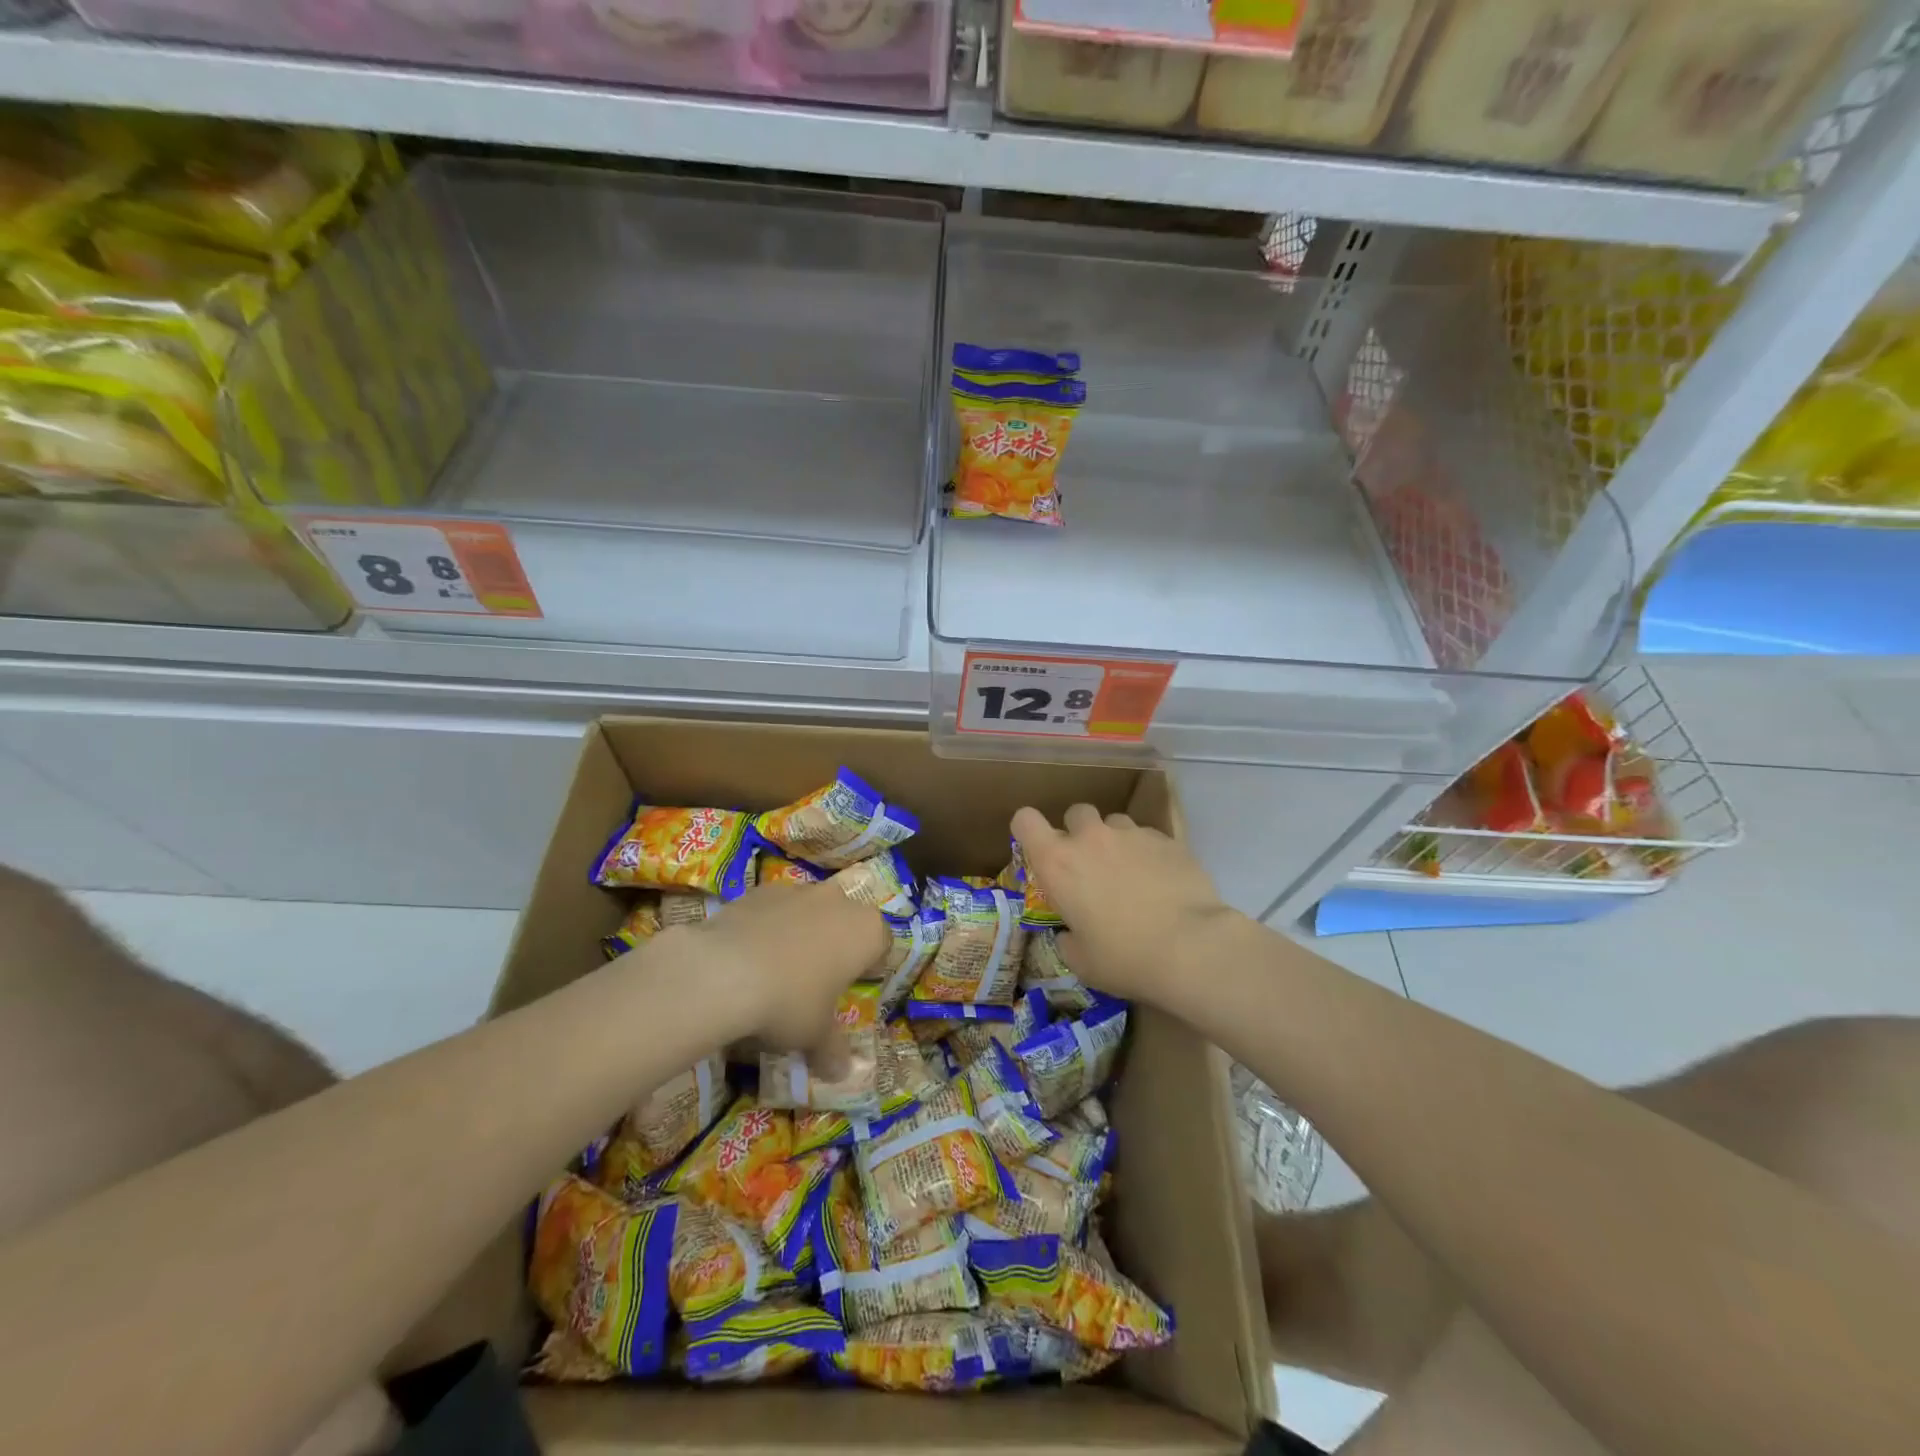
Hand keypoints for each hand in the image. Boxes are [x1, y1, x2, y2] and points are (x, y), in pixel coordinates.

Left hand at [673, 882, 888, 1071]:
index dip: (871, 966)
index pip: (882, 943)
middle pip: (846, 921)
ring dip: (802, 934)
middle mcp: (839, 901)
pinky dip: (769, 927)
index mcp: (866, 930)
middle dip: (835, 945)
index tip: (853, 987)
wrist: (724, 971)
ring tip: (779, 971)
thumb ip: (833, 1051)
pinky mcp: (760, 890)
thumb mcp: (815, 1036)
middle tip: (818, 981)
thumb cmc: (790, 1002)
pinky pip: (775, 910)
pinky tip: (750, 958)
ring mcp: (798, 890)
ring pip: (810, 911)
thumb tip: (841, 1072)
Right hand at [1012, 803, 1242, 1005]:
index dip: (1028, 830)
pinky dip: (1149, 853)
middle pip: (1075, 813)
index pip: (1025, 820)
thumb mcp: (1081, 960)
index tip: (1039, 849)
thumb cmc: (1124, 958)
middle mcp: (1091, 838)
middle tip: (1090, 865)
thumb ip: (1068, 938)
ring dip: (1116, 841)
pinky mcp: (1168, 840)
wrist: (1191, 948)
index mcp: (1058, 862)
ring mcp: (1132, 834)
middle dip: (1079, 832)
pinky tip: (1162, 882)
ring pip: (1116, 822)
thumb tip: (1070, 933)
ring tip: (1131, 873)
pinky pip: (1149, 837)